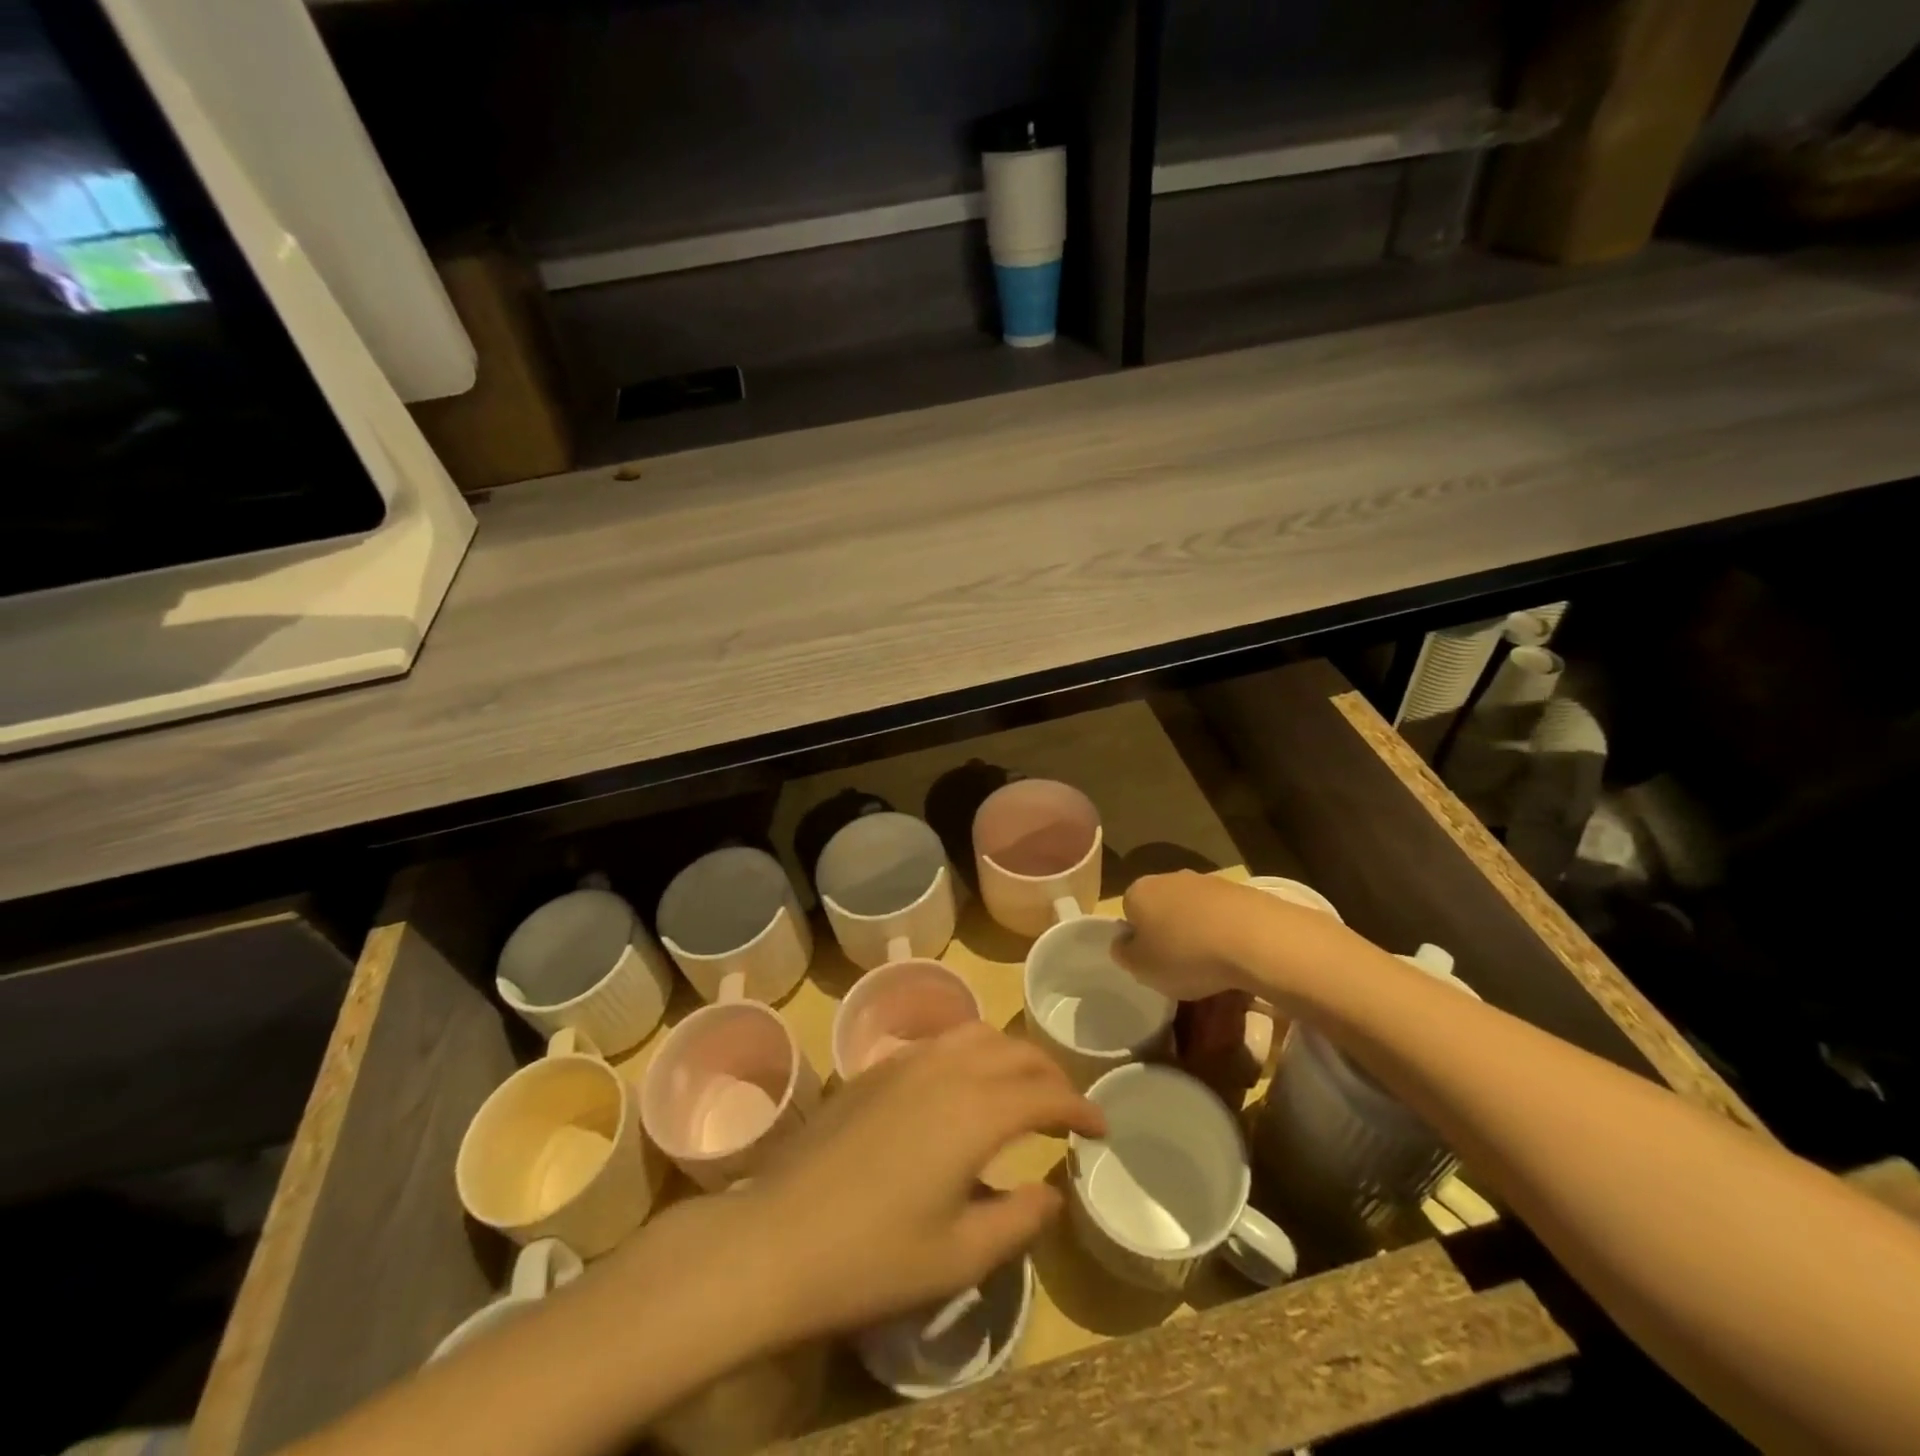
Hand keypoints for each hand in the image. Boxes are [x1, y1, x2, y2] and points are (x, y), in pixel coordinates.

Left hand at [741, 1023, 1103, 1339]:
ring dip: (1010, 1053)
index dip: (1080, 1107)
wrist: (776, 1238)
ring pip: (976, 1033)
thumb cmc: (873, 1258)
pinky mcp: (876, 1068)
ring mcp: (907, 1061)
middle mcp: (947, 1069)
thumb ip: (1018, 1219)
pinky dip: (971, 1051)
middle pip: (1016, 1050)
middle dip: (1050, 1073)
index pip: (1045, 1093)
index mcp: (976, 1111)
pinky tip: (964, 1085)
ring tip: (1021, 1087)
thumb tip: (1052, 1191)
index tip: (1101, 1127)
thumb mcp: (959, 1256)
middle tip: (1067, 1108)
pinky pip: (941, 1041)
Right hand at [1113, 870, 1267, 999]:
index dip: (1138, 939)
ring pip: (1194, 911)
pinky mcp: (1241, 891)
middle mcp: (1169, 878)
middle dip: (1169, 933)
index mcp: (1139, 891)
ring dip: (1198, 932)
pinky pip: (1224, 916)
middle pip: (1162, 908)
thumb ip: (1124, 954)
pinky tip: (1236, 957)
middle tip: (1180, 966)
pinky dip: (1226, 933)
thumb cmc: (1186, 955)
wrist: (1255, 938)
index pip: (1128, 912)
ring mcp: (1207, 881)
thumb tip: (1123, 944)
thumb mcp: (1141, 968)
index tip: (1152, 963)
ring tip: (1213, 966)